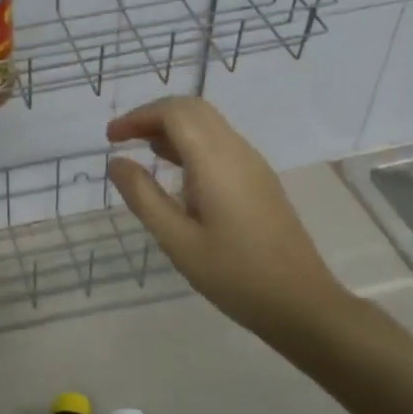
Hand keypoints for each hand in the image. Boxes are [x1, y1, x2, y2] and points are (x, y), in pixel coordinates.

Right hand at [106, 97, 351, 347]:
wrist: (301, 304)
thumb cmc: (235, 276)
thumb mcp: (177, 241)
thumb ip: (144, 197)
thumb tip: (117, 162)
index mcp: (216, 162)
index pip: (175, 113)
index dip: (138, 116)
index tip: (111, 138)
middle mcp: (237, 152)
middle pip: (193, 109)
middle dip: (153, 116)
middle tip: (123, 139)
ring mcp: (253, 164)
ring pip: (208, 123)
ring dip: (173, 127)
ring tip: (142, 152)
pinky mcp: (259, 180)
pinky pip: (220, 143)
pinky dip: (190, 143)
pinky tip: (176, 172)